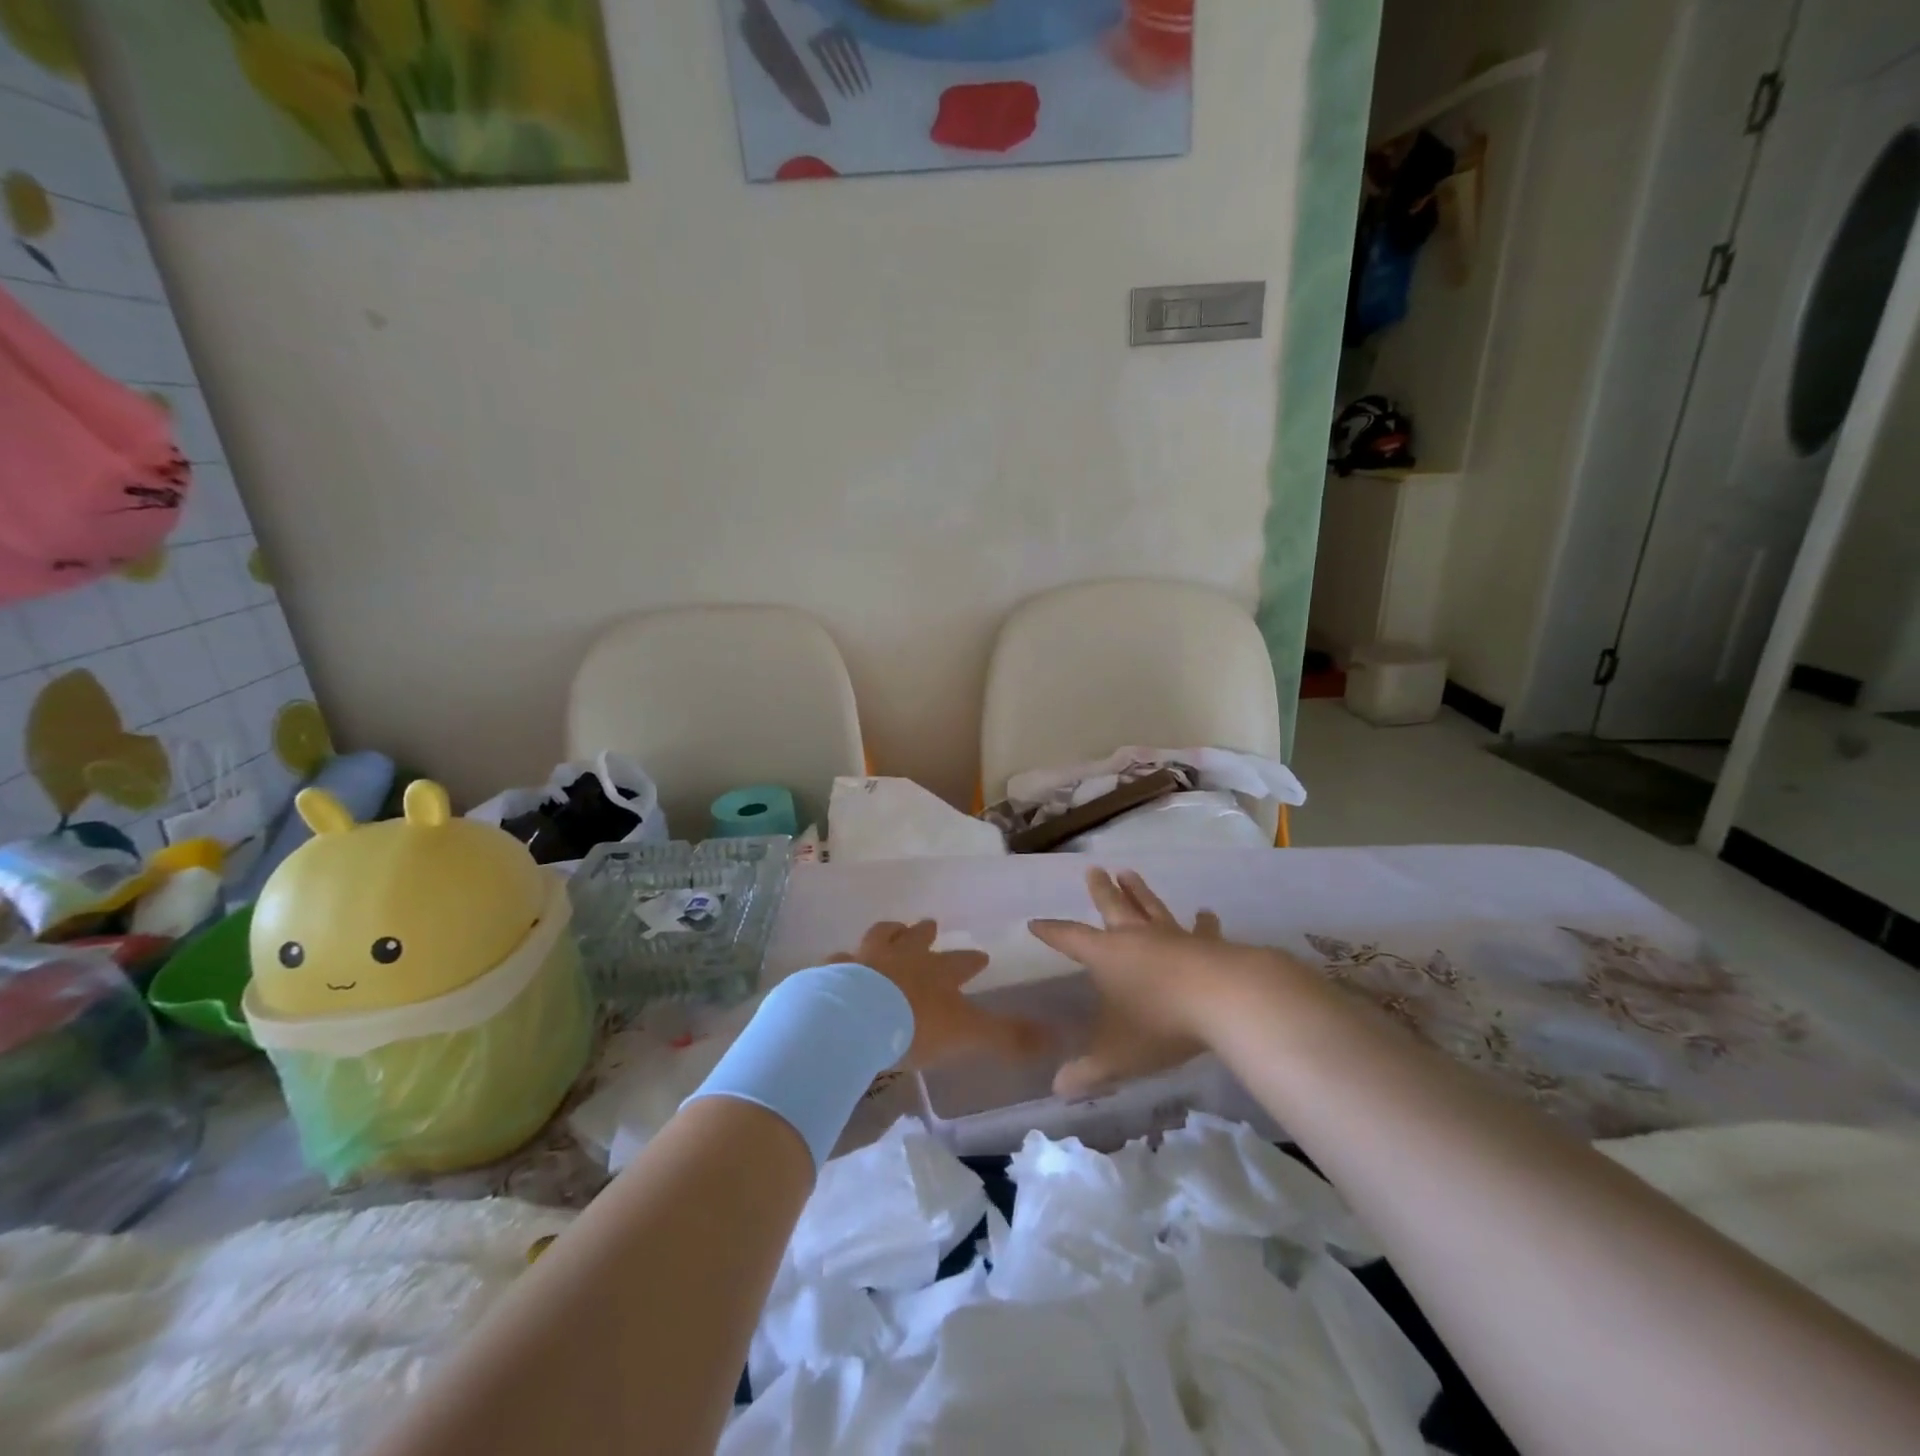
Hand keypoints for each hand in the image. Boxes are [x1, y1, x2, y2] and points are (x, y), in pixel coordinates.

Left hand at [841, 919, 1050, 1069]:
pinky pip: (839, 961)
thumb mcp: (968, 1034)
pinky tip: (839, 964)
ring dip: (888, 933)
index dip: (971, 960)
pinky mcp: (833, 971)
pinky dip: (843, 962)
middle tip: (930, 925)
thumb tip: (1055, 1038)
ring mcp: (866, 959)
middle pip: (917, 938)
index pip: (961, 962)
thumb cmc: (914, 1026)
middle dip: (925, 933)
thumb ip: (1008, 1037)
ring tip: (893, 929)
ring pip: (880, 937)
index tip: (981, 956)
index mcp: (937, 973)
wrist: (854, 1019)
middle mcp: (903, 957)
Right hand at [1029, 869, 1232, 1098]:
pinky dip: (1203, 922)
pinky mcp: (1209, 945)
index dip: (1052, 932)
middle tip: (1093, 870)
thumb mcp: (1118, 1055)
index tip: (1036, 922)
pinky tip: (1206, 913)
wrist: (1225, 1000)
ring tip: (1130, 873)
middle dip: (1101, 891)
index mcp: (1107, 956)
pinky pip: (1202, 930)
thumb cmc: (1161, 1023)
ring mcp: (1174, 937)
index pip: (1070, 939)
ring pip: (1151, 908)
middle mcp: (1136, 938)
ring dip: (1140, 892)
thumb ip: (1089, 1070)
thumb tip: (1058, 1089)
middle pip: (1113, 907)